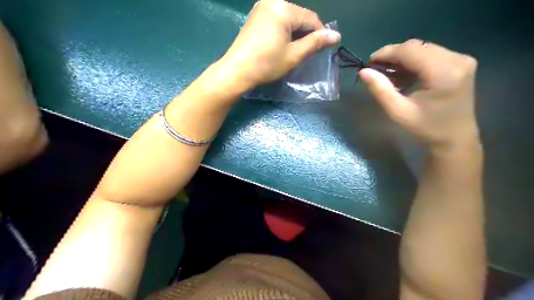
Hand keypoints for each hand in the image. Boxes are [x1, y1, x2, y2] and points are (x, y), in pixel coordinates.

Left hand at [219, 0, 339, 88]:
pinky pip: (276, 19)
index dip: (320, 34)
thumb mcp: (294, 55)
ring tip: (293, 50)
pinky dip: (283, 31)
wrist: (236, 71)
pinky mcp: (255, 16)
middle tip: (306, 53)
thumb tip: (337, 35)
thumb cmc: (266, 64)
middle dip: (306, 33)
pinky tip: (281, 45)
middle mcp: (272, 1)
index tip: (322, 50)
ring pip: (288, 18)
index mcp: (283, 8)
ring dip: (295, 33)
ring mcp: (261, 7)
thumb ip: (315, 43)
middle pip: (299, 16)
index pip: (311, 18)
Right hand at [362, 39, 479, 153]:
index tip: (368, 64)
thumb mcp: (399, 112)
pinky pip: (431, 54)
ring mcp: (461, 59)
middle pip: (417, 47)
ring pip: (423, 49)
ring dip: (402, 59)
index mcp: (443, 72)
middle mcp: (457, 59)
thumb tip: (363, 72)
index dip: (386, 53)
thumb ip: (381, 90)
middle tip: (376, 71)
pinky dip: (413, 62)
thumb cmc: (426, 128)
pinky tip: (404, 76)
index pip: (410, 51)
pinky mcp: (460, 63)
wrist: (455, 138)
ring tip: (389, 75)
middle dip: (393, 56)